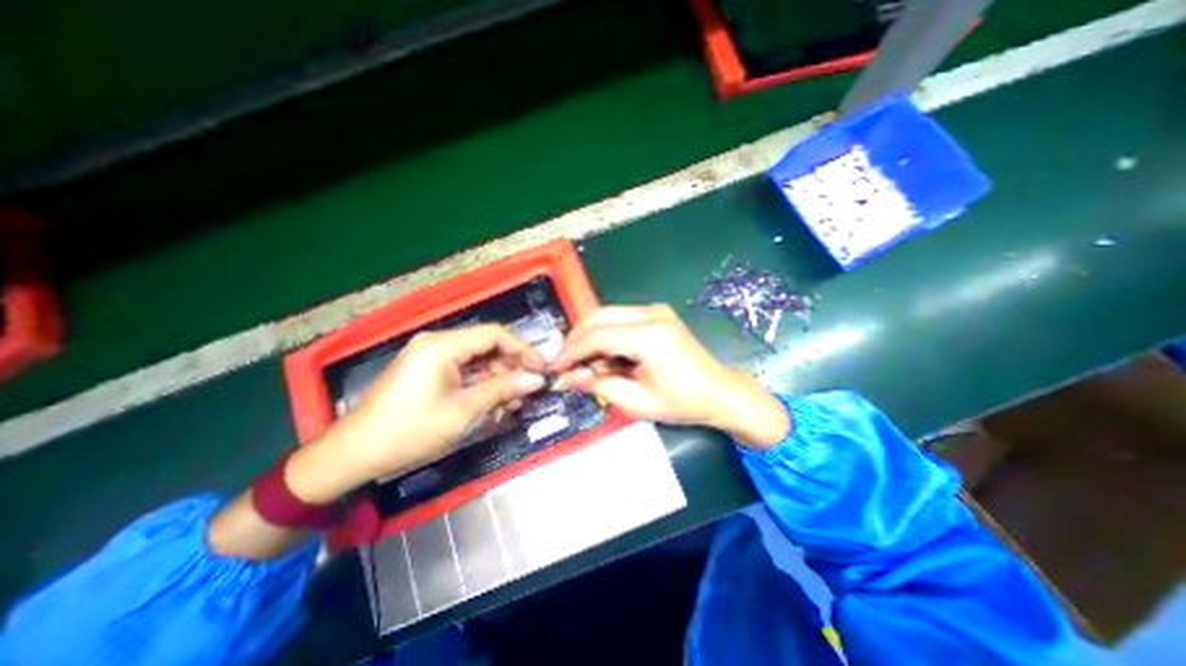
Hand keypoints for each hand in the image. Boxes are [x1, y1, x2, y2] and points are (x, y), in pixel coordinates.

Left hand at [290, 322, 544, 500]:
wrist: (354, 454)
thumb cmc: (410, 430)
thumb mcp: (463, 410)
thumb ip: (503, 389)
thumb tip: (537, 380)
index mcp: (443, 345)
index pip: (494, 334)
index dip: (522, 349)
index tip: (542, 368)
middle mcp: (437, 344)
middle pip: (486, 347)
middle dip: (510, 368)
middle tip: (528, 391)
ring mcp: (431, 358)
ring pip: (477, 362)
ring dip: (497, 381)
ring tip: (511, 404)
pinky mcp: (427, 373)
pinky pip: (463, 373)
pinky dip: (480, 387)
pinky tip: (491, 405)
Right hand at [550, 305, 789, 449]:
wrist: (720, 392)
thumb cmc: (683, 403)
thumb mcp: (637, 402)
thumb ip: (599, 385)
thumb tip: (566, 379)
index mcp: (649, 336)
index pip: (597, 336)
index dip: (571, 352)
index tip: (555, 368)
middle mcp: (651, 313)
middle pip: (598, 316)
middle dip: (575, 339)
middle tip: (564, 363)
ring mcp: (655, 310)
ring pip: (606, 314)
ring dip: (589, 336)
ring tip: (581, 362)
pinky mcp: (656, 314)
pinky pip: (619, 318)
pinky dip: (604, 334)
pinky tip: (602, 355)